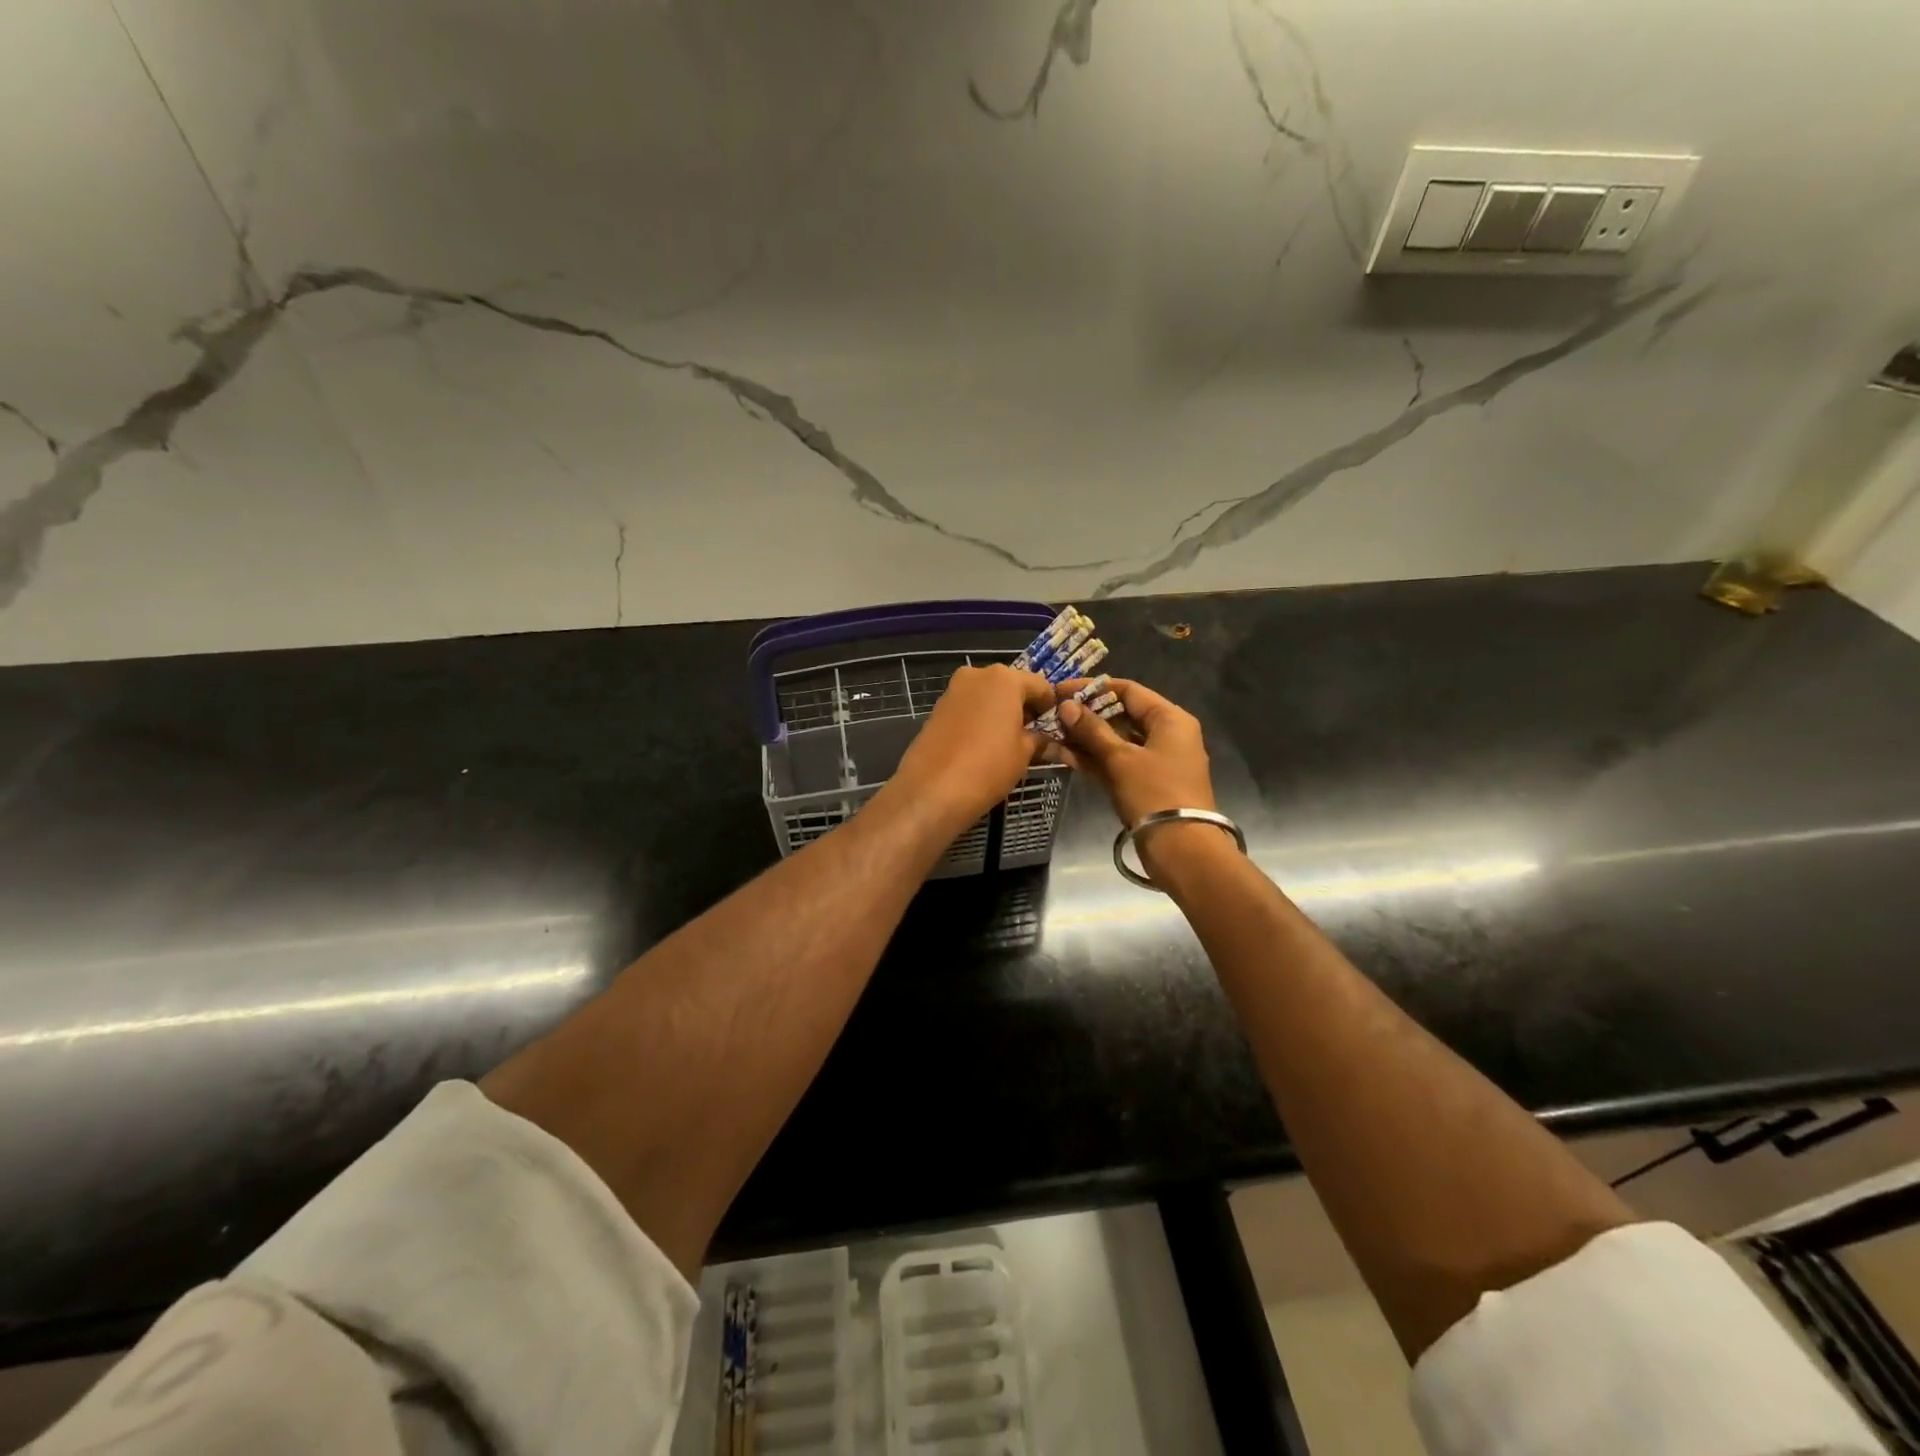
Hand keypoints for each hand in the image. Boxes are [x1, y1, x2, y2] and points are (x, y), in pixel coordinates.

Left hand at [889, 665, 1056, 832]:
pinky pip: (968, 707)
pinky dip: (979, 719)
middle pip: (1010, 686)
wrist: (932, 789)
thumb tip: (1046, 739)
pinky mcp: (937, 708)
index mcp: (1005, 678)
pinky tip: (983, 745)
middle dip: (1023, 707)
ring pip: (987, 696)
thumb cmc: (988, 766)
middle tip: (1032, 735)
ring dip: (1000, 712)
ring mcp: (953, 690)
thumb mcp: (1024, 753)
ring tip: (1007, 742)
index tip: (1055, 727)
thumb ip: (1038, 738)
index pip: (1040, 685)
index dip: (1050, 706)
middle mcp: (977, 675)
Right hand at [1042, 678, 1216, 827]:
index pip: (1128, 691)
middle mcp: (1166, 735)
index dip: (1093, 689)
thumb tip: (1066, 706)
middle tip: (1052, 714)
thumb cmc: (1154, 793)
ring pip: (1115, 741)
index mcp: (1170, 719)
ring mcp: (1155, 761)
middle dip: (1085, 716)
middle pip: (1121, 715)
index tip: (1061, 690)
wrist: (1181, 848)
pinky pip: (1116, 763)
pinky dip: (1093, 759)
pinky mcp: (1145, 784)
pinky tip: (1062, 755)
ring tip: (1050, 734)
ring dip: (1084, 739)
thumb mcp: (1120, 759)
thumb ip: (1091, 730)